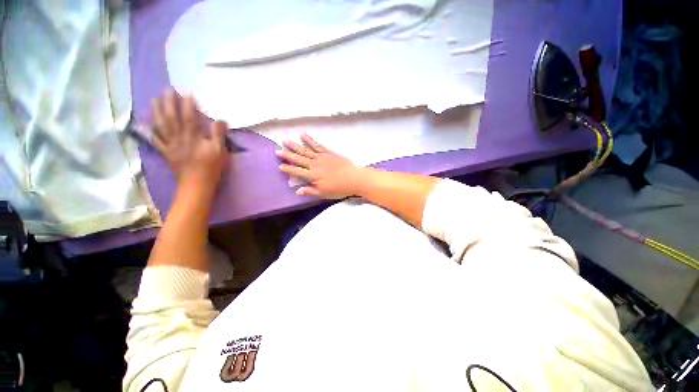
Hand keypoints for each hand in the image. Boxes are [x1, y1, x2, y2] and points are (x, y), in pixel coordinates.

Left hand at [151, 89, 228, 186]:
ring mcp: (170, 145)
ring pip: (161, 126)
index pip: (190, 118)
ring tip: (154, 99)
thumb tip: (220, 120)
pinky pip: (155, 141)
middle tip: (167, 89)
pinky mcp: (166, 153)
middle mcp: (179, 138)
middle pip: (172, 118)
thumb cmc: (211, 168)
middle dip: (169, 103)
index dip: (188, 105)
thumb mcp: (220, 152)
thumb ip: (218, 135)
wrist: (197, 185)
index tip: (187, 93)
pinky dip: (149, 132)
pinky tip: (144, 124)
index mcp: (193, 138)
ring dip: (157, 112)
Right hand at [276, 134, 363, 198]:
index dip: (288, 169)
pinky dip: (309, 140)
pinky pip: (316, 145)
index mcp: (312, 175)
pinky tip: (303, 135)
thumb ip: (310, 191)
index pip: (296, 171)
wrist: (353, 178)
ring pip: (305, 150)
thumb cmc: (338, 188)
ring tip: (285, 140)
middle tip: (277, 151)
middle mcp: (314, 164)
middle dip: (287, 155)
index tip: (279, 165)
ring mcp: (321, 157)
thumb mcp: (323, 193)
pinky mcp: (328, 152)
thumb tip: (297, 191)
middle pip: (298, 159)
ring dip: (294, 146)